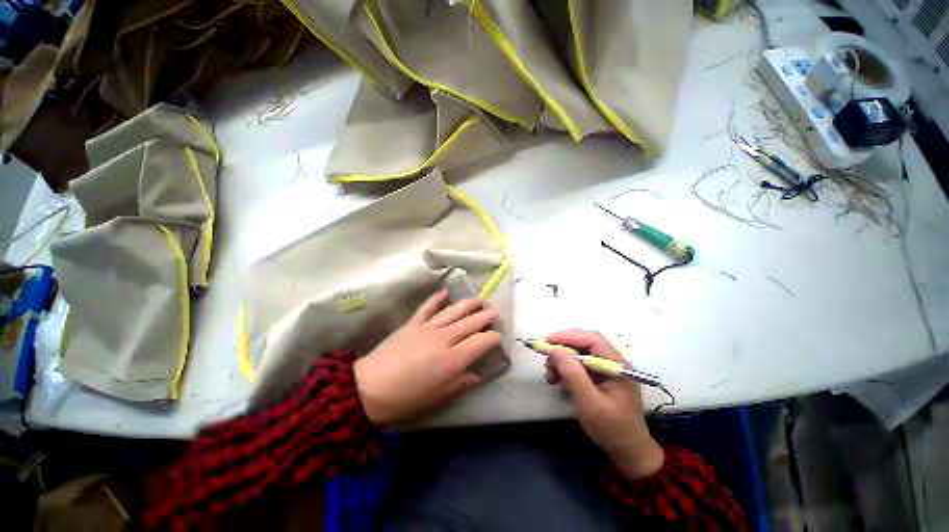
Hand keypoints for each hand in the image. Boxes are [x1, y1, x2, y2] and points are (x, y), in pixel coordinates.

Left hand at [353, 290, 500, 425]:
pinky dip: (436, 298)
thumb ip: (460, 383)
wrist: (370, 388)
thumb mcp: (438, 397)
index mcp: (453, 359)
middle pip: (470, 323)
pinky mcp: (413, 323)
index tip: (497, 337)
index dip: (492, 338)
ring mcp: (428, 328)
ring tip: (478, 300)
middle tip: (495, 311)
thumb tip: (475, 375)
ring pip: (453, 311)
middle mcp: (445, 339)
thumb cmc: (407, 398)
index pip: (480, 342)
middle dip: (485, 316)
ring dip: (467, 304)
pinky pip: (427, 307)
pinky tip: (445, 292)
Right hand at [543, 330, 663, 478]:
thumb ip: (573, 375)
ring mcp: (606, 369)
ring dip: (562, 359)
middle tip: (545, 355)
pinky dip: (565, 368)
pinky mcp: (599, 376)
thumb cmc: (612, 429)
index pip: (592, 339)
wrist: (627, 451)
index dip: (568, 337)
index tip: (547, 342)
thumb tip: (554, 350)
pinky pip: (579, 364)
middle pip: (585, 343)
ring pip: (580, 352)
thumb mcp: (590, 404)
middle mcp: (613, 362)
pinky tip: (557, 379)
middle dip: (563, 347)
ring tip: (550, 372)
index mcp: (618, 365)